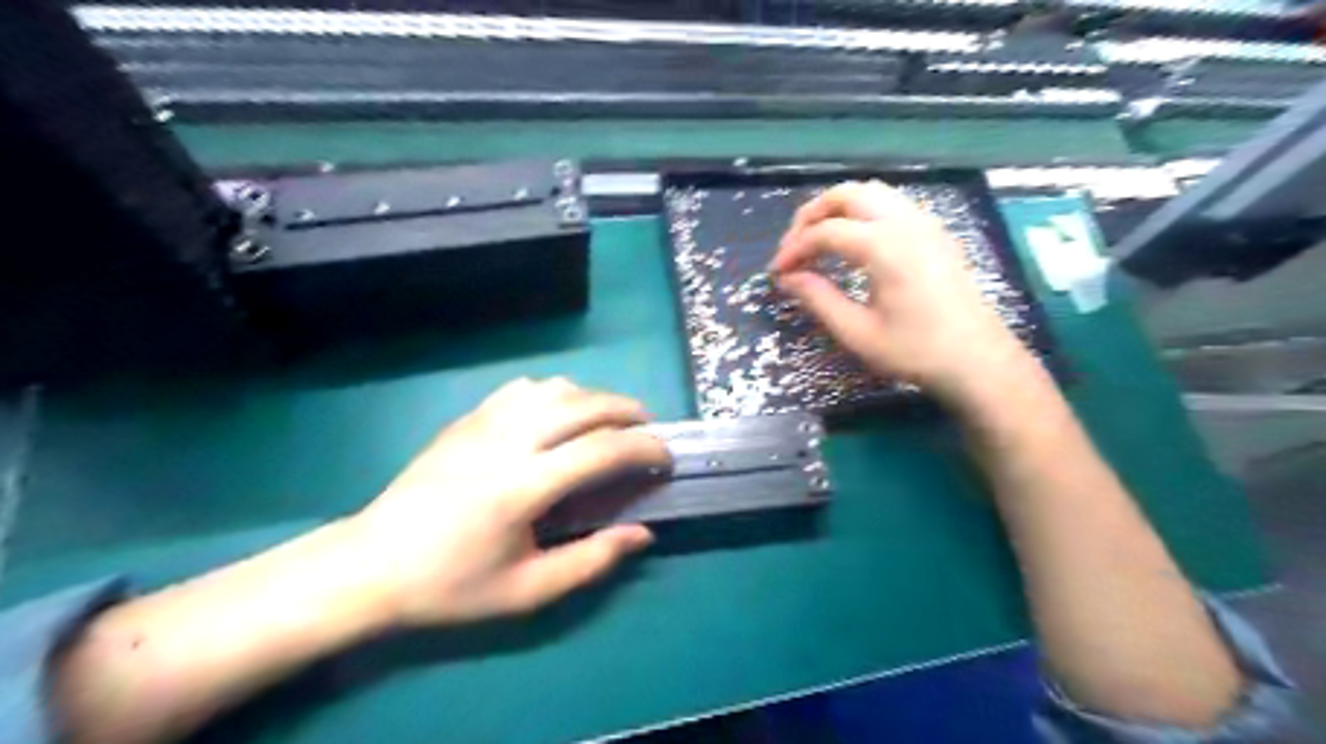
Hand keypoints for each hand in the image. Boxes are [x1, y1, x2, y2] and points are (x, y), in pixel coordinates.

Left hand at [345, 378, 667, 627]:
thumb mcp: (526, 591)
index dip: (645, 448)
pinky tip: (560, 414)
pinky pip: (524, 388)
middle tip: (649, 432)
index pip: (602, 449)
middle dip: (629, 412)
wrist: (371, 564)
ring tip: (610, 421)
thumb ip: (591, 561)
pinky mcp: (468, 418)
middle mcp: (508, 441)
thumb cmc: (451, 584)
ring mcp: (484, 422)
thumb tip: (643, 534)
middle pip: (585, 405)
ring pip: (557, 388)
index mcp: (523, 486)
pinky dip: (557, 393)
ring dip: (594, 398)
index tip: (665, 459)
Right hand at [773, 180, 1028, 400]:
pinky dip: (863, 212)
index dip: (794, 249)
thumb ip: (818, 299)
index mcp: (884, 246)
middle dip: (812, 215)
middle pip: (847, 195)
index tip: (777, 272)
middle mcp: (905, 222)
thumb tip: (788, 278)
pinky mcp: (935, 232)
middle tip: (794, 247)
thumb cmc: (915, 351)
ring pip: (871, 192)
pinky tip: (854, 242)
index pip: (825, 232)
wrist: (977, 360)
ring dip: (837, 209)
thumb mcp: (857, 333)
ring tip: (818, 241)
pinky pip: (891, 203)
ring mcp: (925, 222)